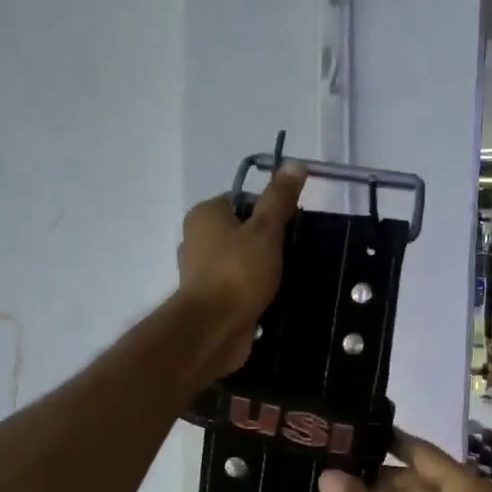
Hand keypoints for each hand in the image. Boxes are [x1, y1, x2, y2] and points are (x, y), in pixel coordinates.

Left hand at [174, 164, 305, 381]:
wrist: (213, 329)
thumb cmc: (238, 273)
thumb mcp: (265, 230)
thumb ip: (279, 198)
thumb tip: (294, 162)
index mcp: (205, 215)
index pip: (243, 200)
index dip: (270, 210)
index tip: (293, 226)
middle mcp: (196, 239)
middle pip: (242, 231)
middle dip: (268, 242)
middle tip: (295, 252)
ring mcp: (201, 272)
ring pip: (240, 260)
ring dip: (263, 268)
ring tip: (290, 276)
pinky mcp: (210, 299)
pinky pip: (237, 286)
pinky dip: (253, 290)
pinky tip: (274, 297)